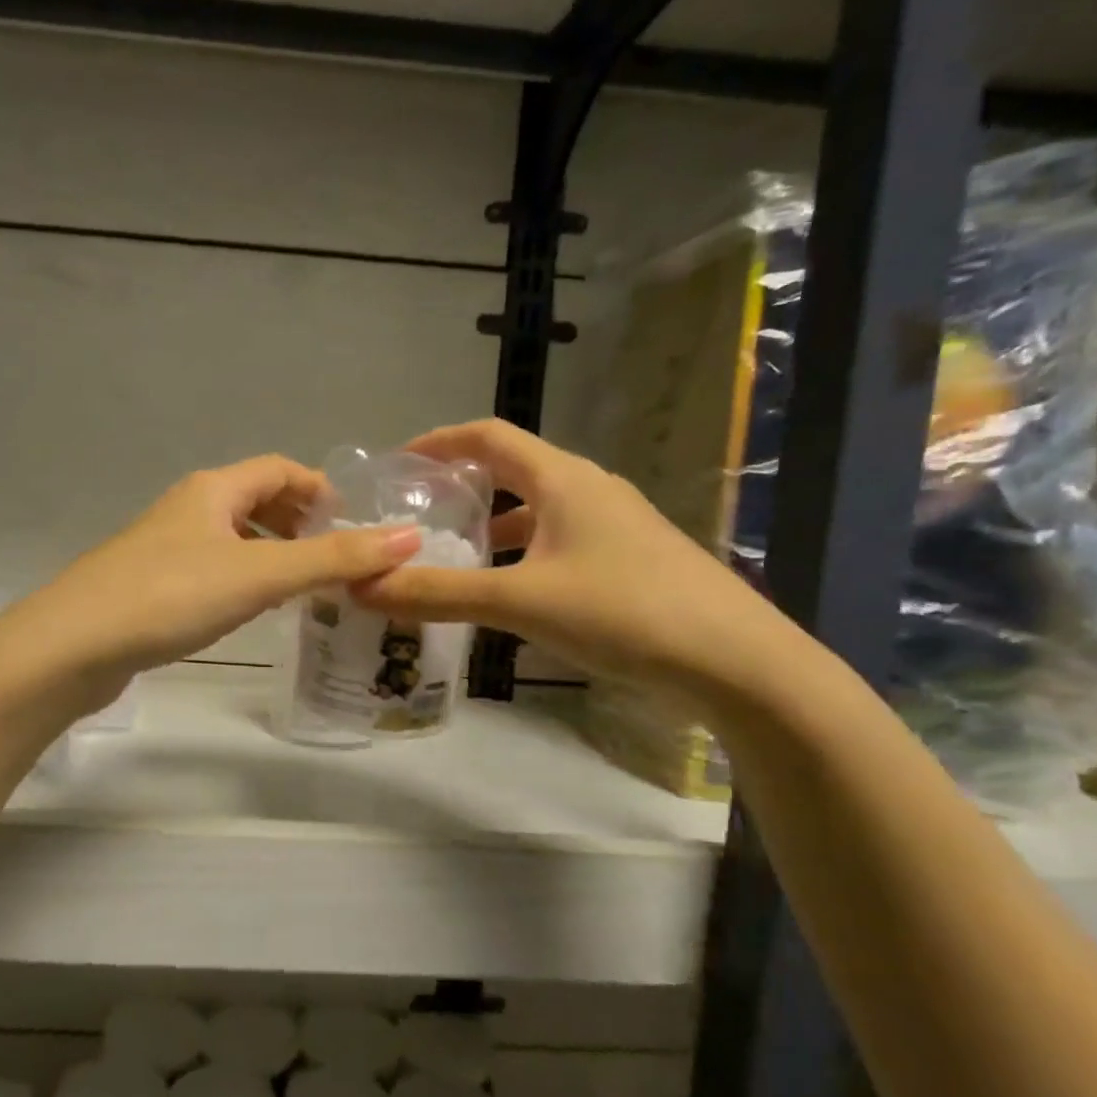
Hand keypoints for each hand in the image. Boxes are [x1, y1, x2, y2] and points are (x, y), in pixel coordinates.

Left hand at [0, 455, 421, 706]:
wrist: (73, 646)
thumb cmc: (171, 596)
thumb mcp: (260, 574)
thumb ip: (334, 557)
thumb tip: (409, 536)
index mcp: (214, 490)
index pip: (280, 469)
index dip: (320, 489)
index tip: (355, 526)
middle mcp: (188, 508)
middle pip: (255, 500)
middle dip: (299, 523)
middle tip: (335, 561)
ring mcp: (164, 547)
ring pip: (232, 538)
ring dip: (271, 554)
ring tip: (303, 589)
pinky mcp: (150, 585)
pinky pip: (211, 569)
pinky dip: (242, 579)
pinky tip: (250, 611)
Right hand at [349, 420, 780, 699]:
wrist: (736, 662)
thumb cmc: (623, 612)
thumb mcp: (521, 601)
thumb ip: (438, 594)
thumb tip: (361, 586)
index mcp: (562, 478)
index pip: (488, 435)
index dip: (438, 442)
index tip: (396, 464)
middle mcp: (589, 489)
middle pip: (511, 470)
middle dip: (460, 486)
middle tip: (413, 513)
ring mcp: (614, 525)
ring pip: (536, 511)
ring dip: (491, 526)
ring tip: (449, 554)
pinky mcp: (628, 560)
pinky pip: (558, 543)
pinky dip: (521, 556)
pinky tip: (506, 593)